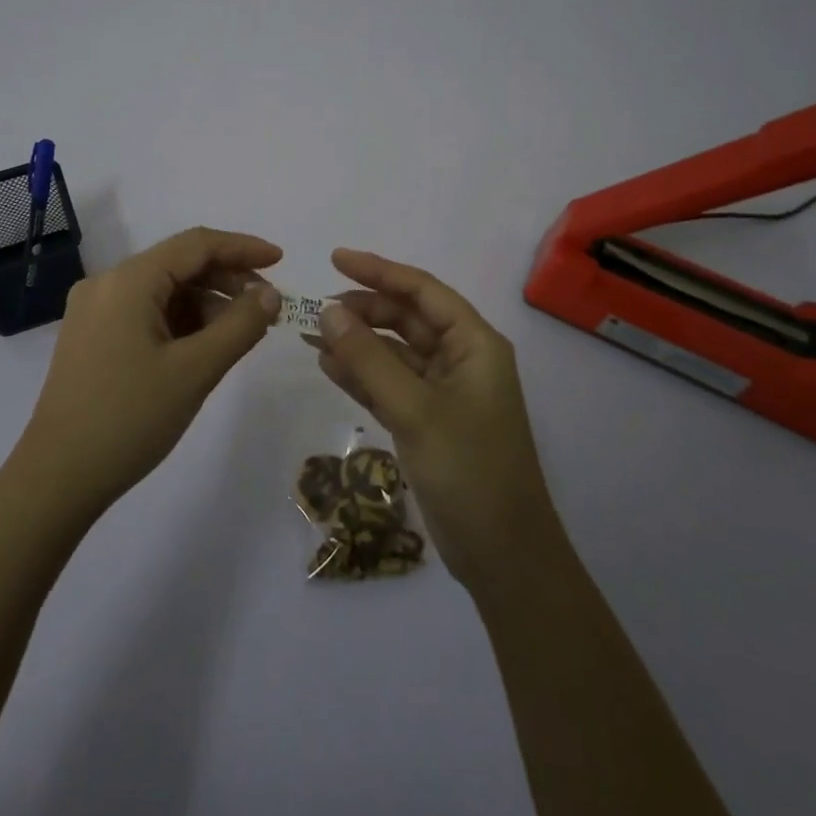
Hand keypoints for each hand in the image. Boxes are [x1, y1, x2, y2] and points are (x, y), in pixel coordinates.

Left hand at [16, 227, 282, 516]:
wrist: (56, 479)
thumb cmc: (129, 419)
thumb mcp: (195, 371)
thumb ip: (240, 325)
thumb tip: (270, 294)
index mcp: (128, 280)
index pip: (196, 244)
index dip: (242, 248)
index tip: (281, 262)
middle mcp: (107, 284)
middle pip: (178, 264)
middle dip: (227, 279)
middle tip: (266, 308)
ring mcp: (95, 311)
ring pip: (163, 290)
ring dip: (205, 303)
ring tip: (240, 333)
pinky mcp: (91, 337)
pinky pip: (146, 312)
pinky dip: (180, 321)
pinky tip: (204, 346)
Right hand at [311, 248, 563, 588]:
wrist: (503, 556)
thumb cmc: (470, 471)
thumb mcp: (415, 410)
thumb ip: (369, 358)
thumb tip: (327, 310)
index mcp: (474, 344)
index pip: (422, 291)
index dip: (379, 271)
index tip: (335, 259)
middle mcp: (461, 359)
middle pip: (407, 318)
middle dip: (364, 310)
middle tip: (316, 310)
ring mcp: (444, 392)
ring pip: (395, 352)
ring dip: (357, 343)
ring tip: (312, 336)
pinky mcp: (428, 421)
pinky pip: (390, 384)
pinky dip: (361, 375)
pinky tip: (328, 367)